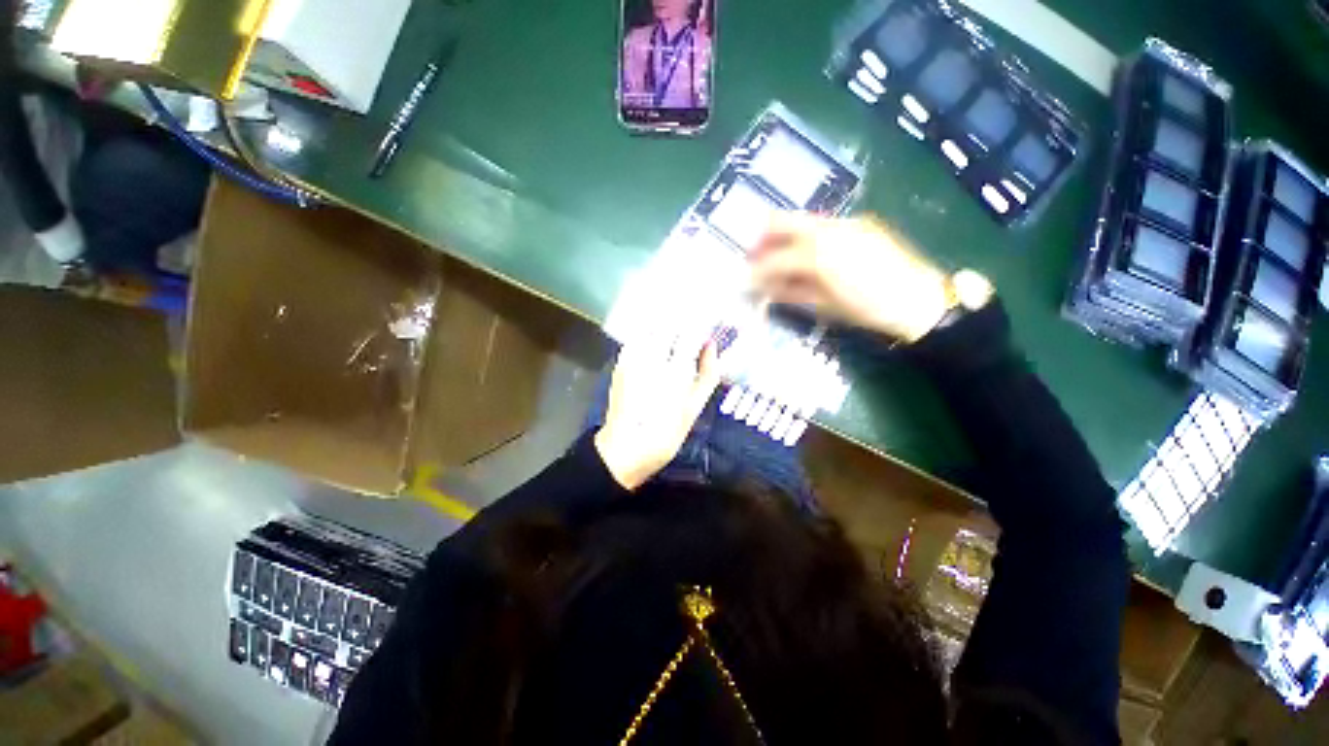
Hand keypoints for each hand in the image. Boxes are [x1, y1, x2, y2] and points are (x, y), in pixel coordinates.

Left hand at [594, 335, 721, 490]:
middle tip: (693, 331)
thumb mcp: (694, 409)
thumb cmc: (665, 435)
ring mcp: (633, 360)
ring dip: (666, 327)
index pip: (691, 334)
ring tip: (676, 336)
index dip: (703, 327)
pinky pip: (637, 338)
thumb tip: (712, 347)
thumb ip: (707, 375)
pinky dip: (649, 335)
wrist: (624, 450)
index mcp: (675, 373)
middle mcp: (652, 360)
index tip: (710, 327)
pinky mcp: (621, 363)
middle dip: (684, 323)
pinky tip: (656, 345)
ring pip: (652, 328)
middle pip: (670, 325)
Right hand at [749, 214, 952, 342]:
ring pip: (800, 220)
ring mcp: (844, 222)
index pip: (773, 258)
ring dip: (782, 238)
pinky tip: (805, 256)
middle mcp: (827, 228)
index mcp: (817, 253)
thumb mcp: (823, 305)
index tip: (745, 281)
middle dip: (761, 240)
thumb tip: (765, 288)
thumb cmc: (867, 309)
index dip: (755, 271)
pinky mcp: (858, 224)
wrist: (919, 300)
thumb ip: (789, 291)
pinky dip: (804, 238)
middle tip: (754, 259)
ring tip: (777, 260)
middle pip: (780, 221)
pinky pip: (820, 225)